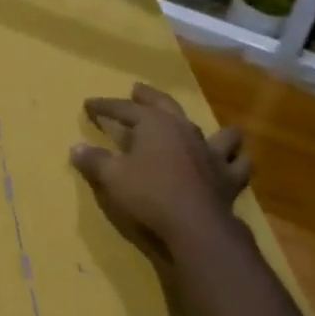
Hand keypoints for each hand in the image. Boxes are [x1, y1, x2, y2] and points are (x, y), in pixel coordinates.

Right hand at [71, 83, 249, 260]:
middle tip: (137, 90)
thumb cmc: (148, 195)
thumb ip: (94, 160)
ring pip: (215, 130)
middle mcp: (185, 129)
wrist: (195, 225)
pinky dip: (234, 160)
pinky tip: (229, 161)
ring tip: (197, 128)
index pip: (124, 109)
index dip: (105, 106)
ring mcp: (211, 151)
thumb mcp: (112, 178)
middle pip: (166, 105)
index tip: (89, 104)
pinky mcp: (229, 176)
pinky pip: (238, 162)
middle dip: (148, 97)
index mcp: (154, 125)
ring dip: (205, 127)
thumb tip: (76, 148)